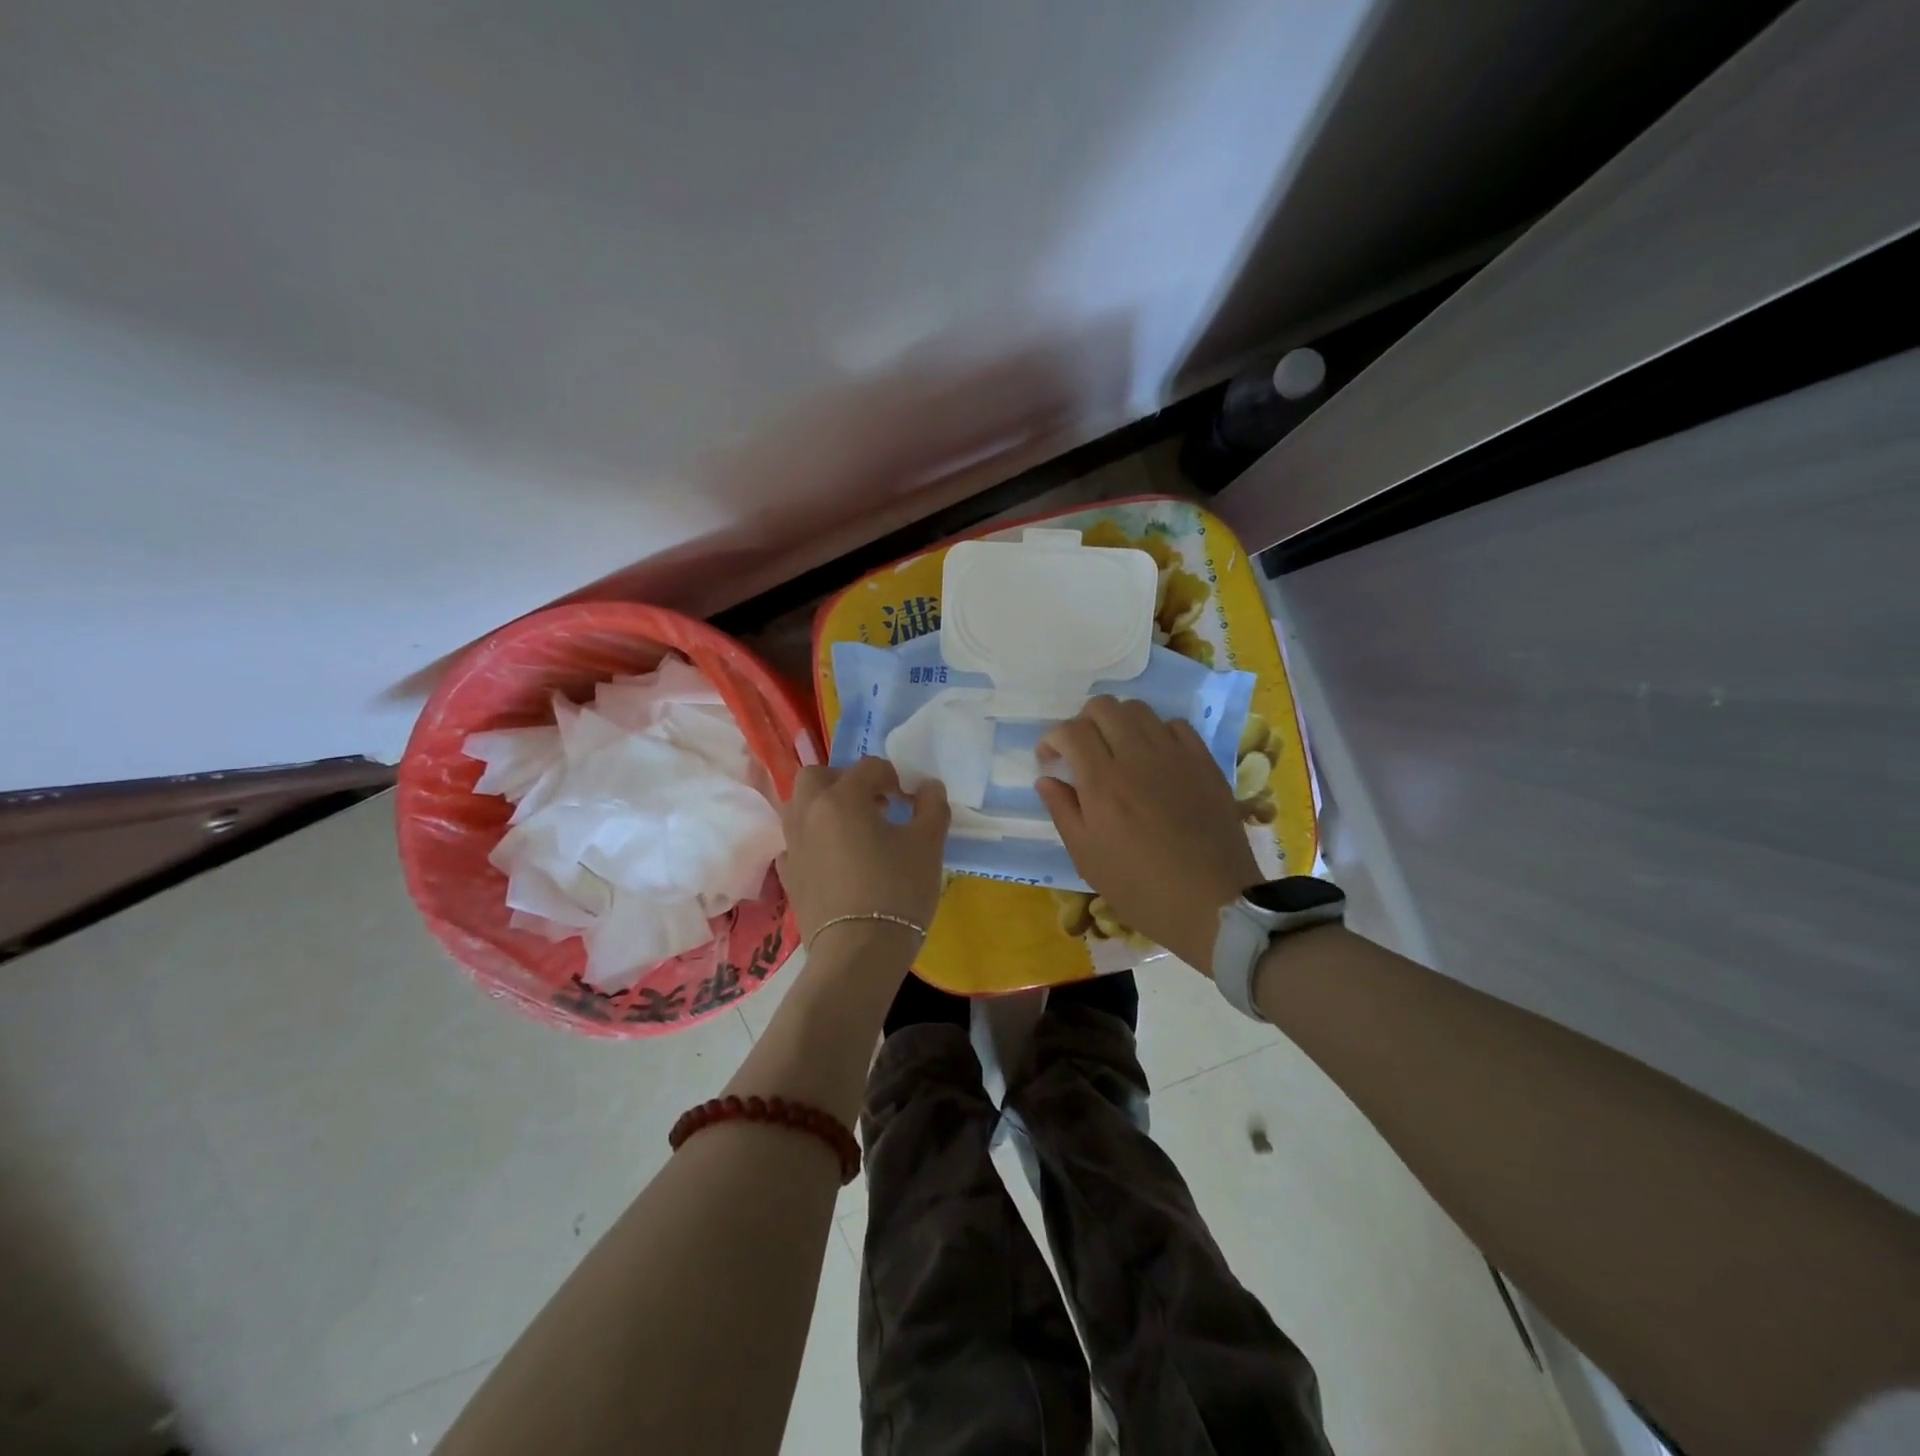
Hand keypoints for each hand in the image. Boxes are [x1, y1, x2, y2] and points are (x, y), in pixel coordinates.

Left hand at [778, 757, 949, 957]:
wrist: (858, 953)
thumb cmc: (897, 891)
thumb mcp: (928, 844)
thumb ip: (931, 806)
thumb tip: (927, 786)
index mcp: (842, 798)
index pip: (869, 768)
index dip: (894, 777)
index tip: (910, 799)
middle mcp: (809, 813)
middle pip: (818, 776)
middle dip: (845, 780)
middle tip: (873, 802)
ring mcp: (792, 845)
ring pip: (800, 807)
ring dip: (825, 807)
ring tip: (855, 830)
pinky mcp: (788, 876)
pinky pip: (796, 843)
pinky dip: (813, 840)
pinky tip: (834, 859)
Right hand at [1036, 697, 1257, 971]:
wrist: (1212, 903)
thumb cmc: (1140, 888)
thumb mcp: (1087, 858)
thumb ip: (1063, 811)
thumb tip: (1046, 780)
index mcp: (1102, 782)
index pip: (1071, 731)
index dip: (1052, 739)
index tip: (1050, 760)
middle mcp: (1136, 757)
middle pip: (1103, 707)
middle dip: (1082, 722)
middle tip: (1081, 752)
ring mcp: (1175, 756)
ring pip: (1139, 710)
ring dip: (1118, 722)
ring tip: (1116, 750)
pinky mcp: (1204, 762)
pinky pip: (1176, 725)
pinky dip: (1156, 732)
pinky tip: (1154, 758)